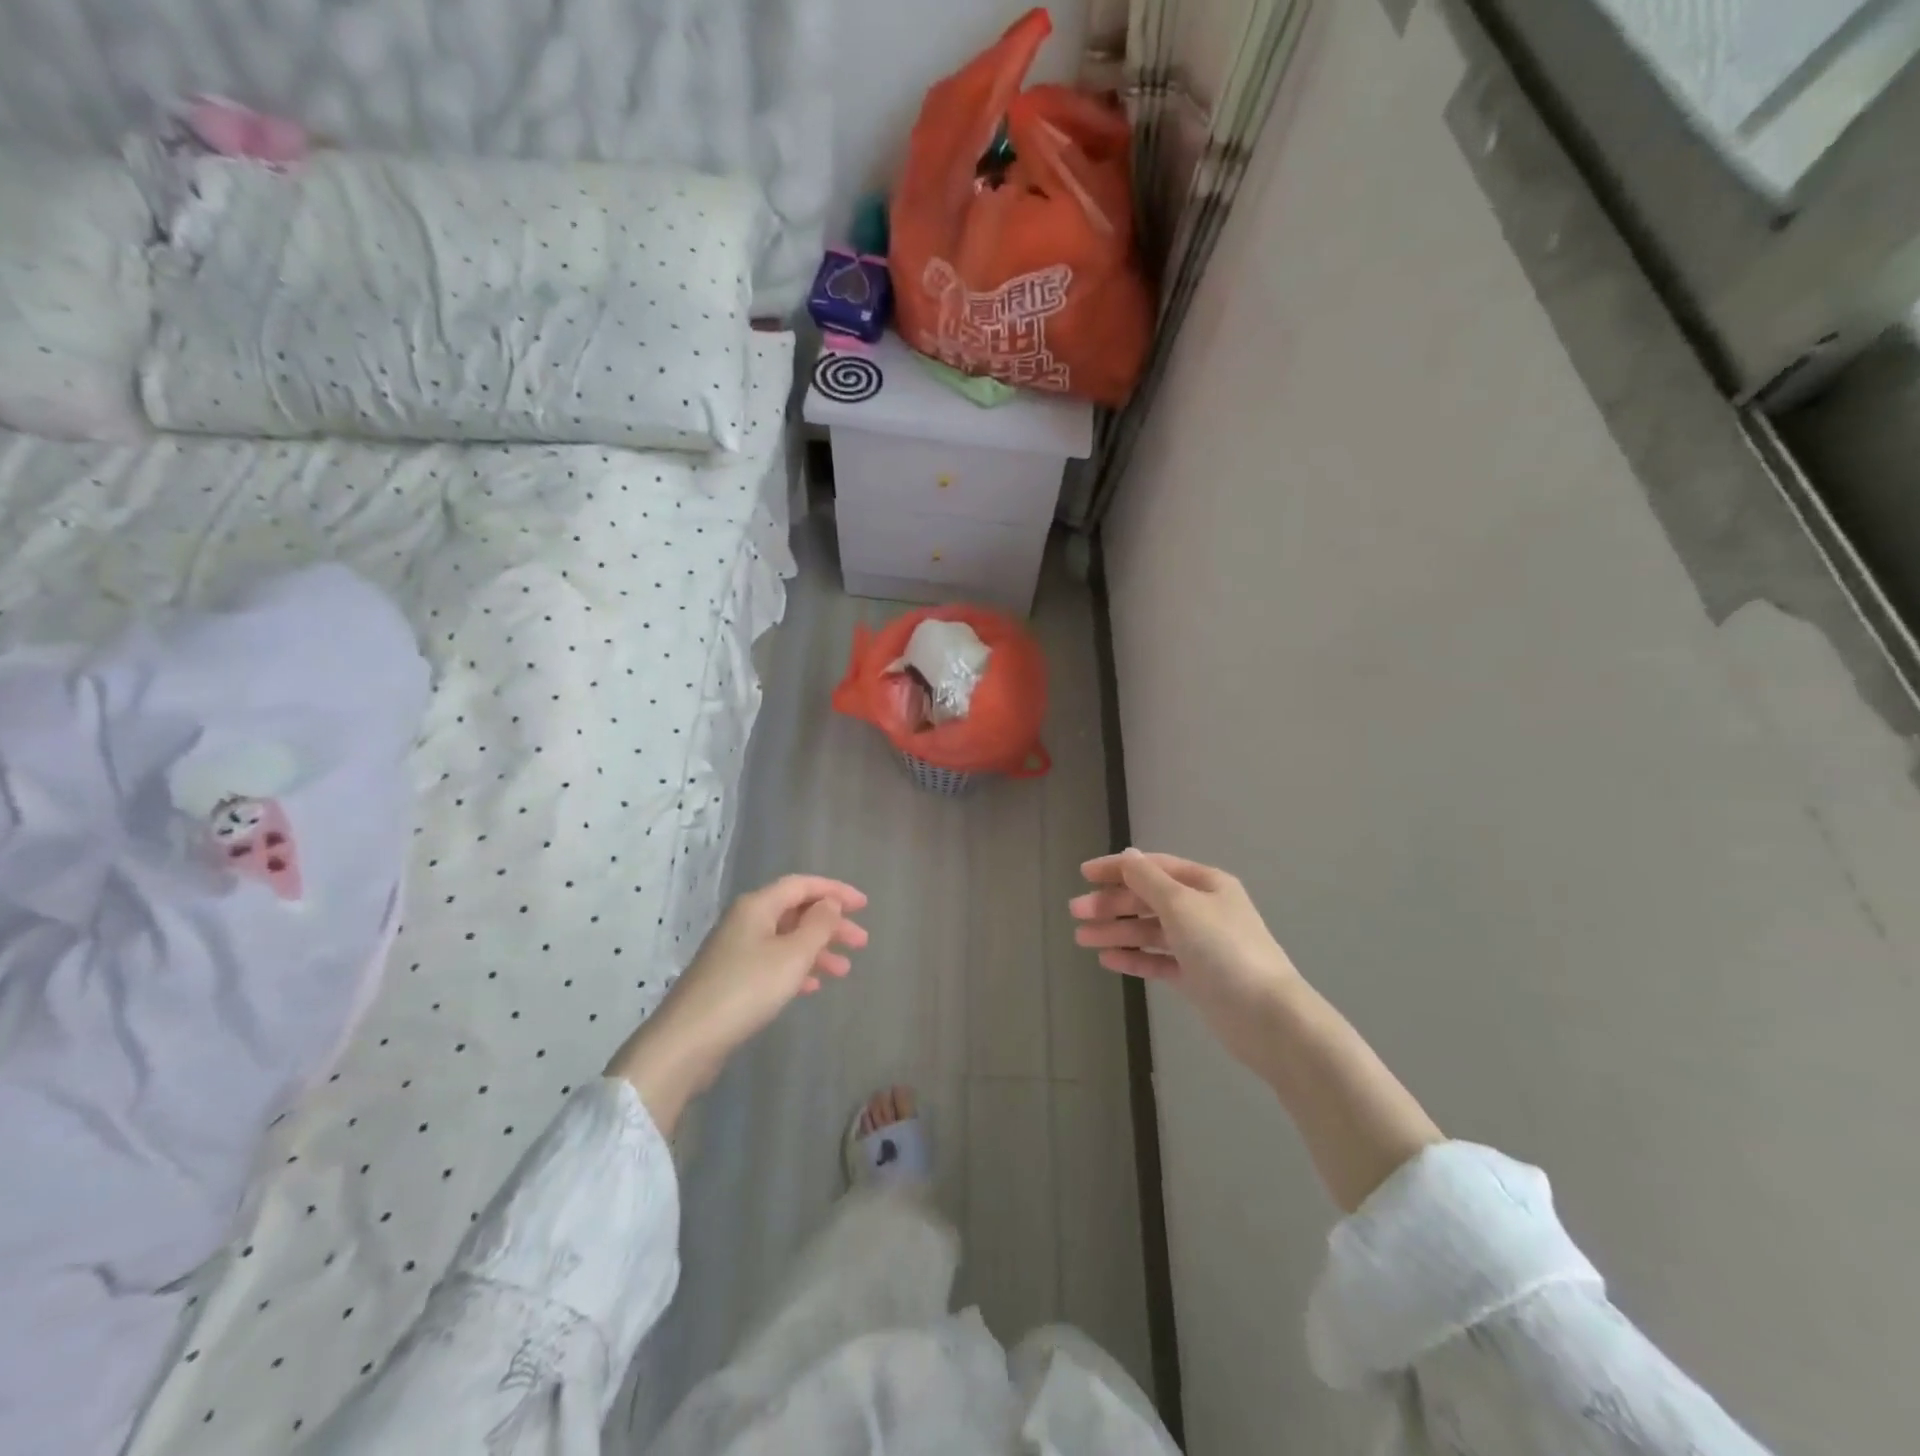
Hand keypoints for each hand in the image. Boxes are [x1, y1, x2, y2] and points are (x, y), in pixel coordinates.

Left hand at [607, 875, 867, 1132]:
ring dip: (817, 950)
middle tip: (861, 943)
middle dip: (830, 924)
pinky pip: (773, 963)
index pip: (802, 885)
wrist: (687, 1040)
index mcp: (757, 906)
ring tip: (844, 971)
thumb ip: (818, 925)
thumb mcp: (792, 955)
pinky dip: (797, 969)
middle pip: (795, 912)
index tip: (864, 905)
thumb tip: (830, 904)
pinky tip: (812, 987)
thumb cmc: (746, 989)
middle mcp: (745, 921)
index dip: (835, 891)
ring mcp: (735, 951)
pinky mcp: (730, 979)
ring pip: (786, 940)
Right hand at [1070, 849, 1303, 1074]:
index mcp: (1205, 884)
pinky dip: (1133, 957)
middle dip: (1111, 904)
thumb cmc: (1223, 949)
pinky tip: (1107, 960)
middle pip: (1148, 899)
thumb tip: (1127, 855)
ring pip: (1149, 930)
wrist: (1267, 1017)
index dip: (1117, 868)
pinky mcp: (1197, 977)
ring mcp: (1200, 945)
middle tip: (1076, 913)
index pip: (1153, 867)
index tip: (1083, 874)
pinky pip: (1158, 960)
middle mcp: (1203, 910)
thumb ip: (1148, 880)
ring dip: (1116, 931)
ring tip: (1082, 939)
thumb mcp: (1181, 905)